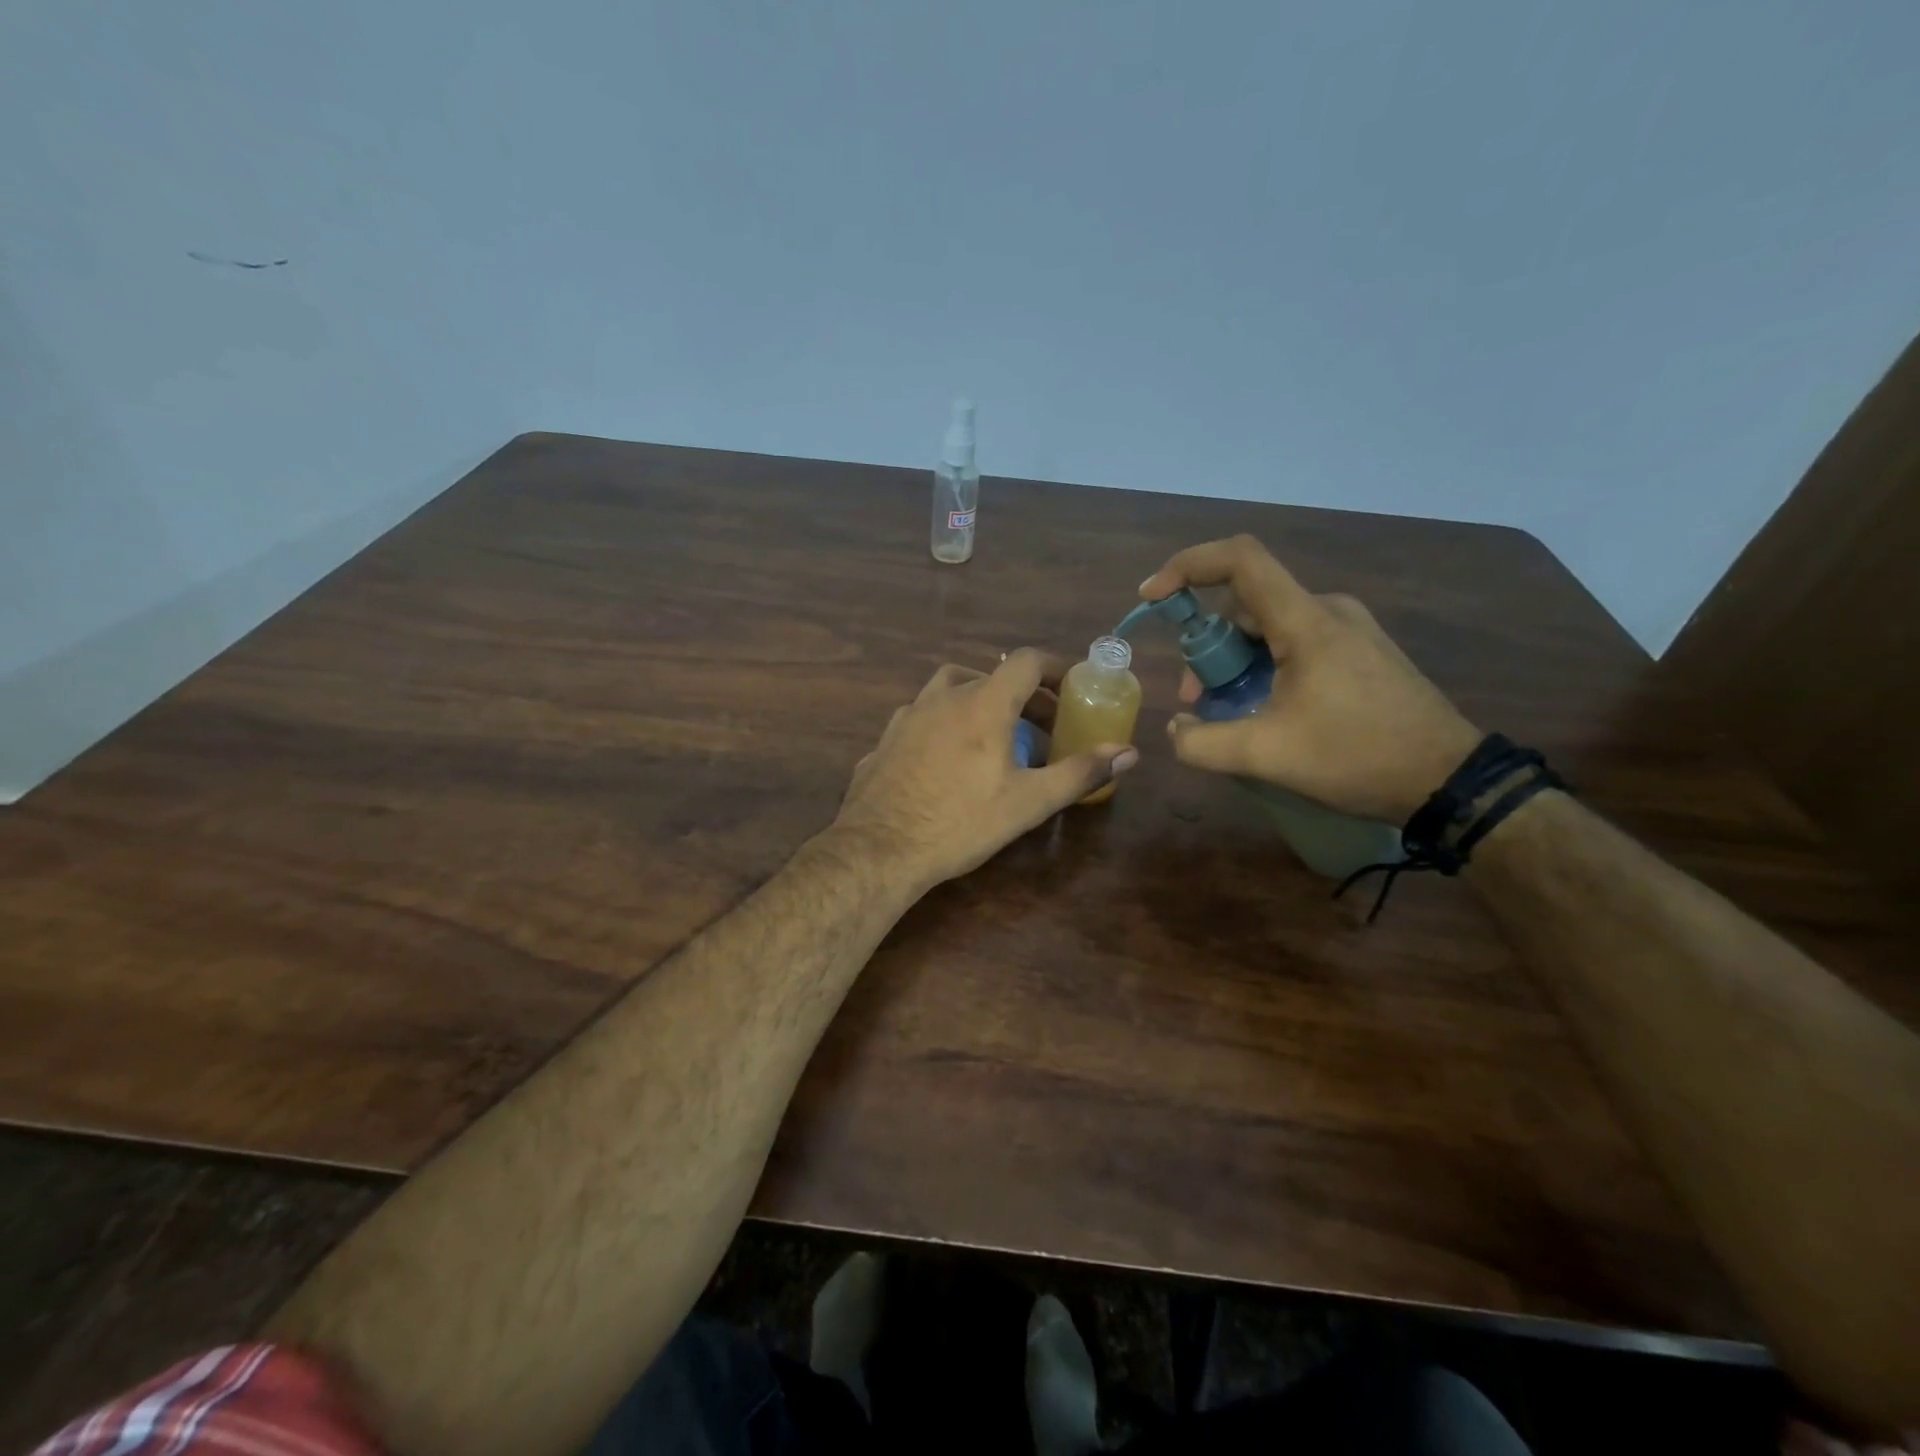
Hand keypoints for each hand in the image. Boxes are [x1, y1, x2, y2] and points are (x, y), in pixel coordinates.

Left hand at [833, 649, 1139, 891]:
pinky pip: (923, 717)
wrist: (878, 849)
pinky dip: (945, 723)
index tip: (1072, 687)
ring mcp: (908, 715)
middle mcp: (943, 697)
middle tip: (1044, 727)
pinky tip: (947, 758)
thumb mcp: (1028, 802)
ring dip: (980, 701)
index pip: (1025, 661)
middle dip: (1023, 695)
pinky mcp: (885, 739)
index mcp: (983, 703)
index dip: (1054, 668)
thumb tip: (1129, 753)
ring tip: (995, 736)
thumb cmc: (961, 822)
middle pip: (991, 676)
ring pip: (950, 689)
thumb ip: (1080, 773)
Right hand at [1139, 535, 1479, 822]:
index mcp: (1306, 621)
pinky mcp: (1360, 650)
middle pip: (1245, 604)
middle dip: (1207, 646)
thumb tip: (1175, 729)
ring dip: (1234, 661)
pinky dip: (1263, 666)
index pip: (1240, 560)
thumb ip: (1202, 743)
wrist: (1449, 780)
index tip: (1153, 598)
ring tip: (1229, 712)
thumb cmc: (1358, 757)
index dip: (1187, 566)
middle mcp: (1328, 610)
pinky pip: (1294, 641)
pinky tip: (1265, 710)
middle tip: (1196, 698)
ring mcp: (1348, 629)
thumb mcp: (1267, 756)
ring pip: (1268, 626)